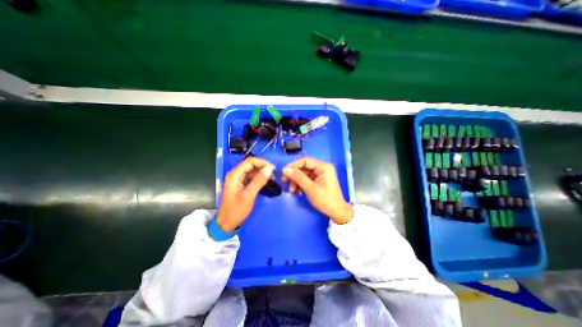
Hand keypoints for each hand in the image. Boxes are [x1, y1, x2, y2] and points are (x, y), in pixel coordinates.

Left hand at [215, 156, 275, 230]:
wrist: (226, 223)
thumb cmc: (236, 210)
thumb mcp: (249, 195)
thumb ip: (259, 181)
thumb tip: (269, 168)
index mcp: (234, 174)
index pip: (250, 161)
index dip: (262, 163)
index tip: (273, 168)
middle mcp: (235, 174)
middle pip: (251, 165)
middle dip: (263, 167)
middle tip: (273, 174)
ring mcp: (237, 179)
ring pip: (251, 170)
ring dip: (261, 172)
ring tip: (271, 178)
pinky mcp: (240, 184)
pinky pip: (250, 177)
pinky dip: (258, 178)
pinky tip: (265, 182)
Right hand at [281, 156, 348, 223]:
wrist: (336, 212)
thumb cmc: (326, 200)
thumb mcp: (310, 189)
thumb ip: (298, 178)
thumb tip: (285, 170)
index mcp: (323, 167)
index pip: (305, 160)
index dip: (293, 165)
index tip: (283, 172)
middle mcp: (321, 168)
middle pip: (303, 167)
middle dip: (293, 175)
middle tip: (284, 182)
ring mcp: (319, 175)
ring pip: (303, 174)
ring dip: (296, 182)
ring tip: (292, 191)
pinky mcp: (317, 181)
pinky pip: (305, 179)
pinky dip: (300, 185)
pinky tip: (297, 192)